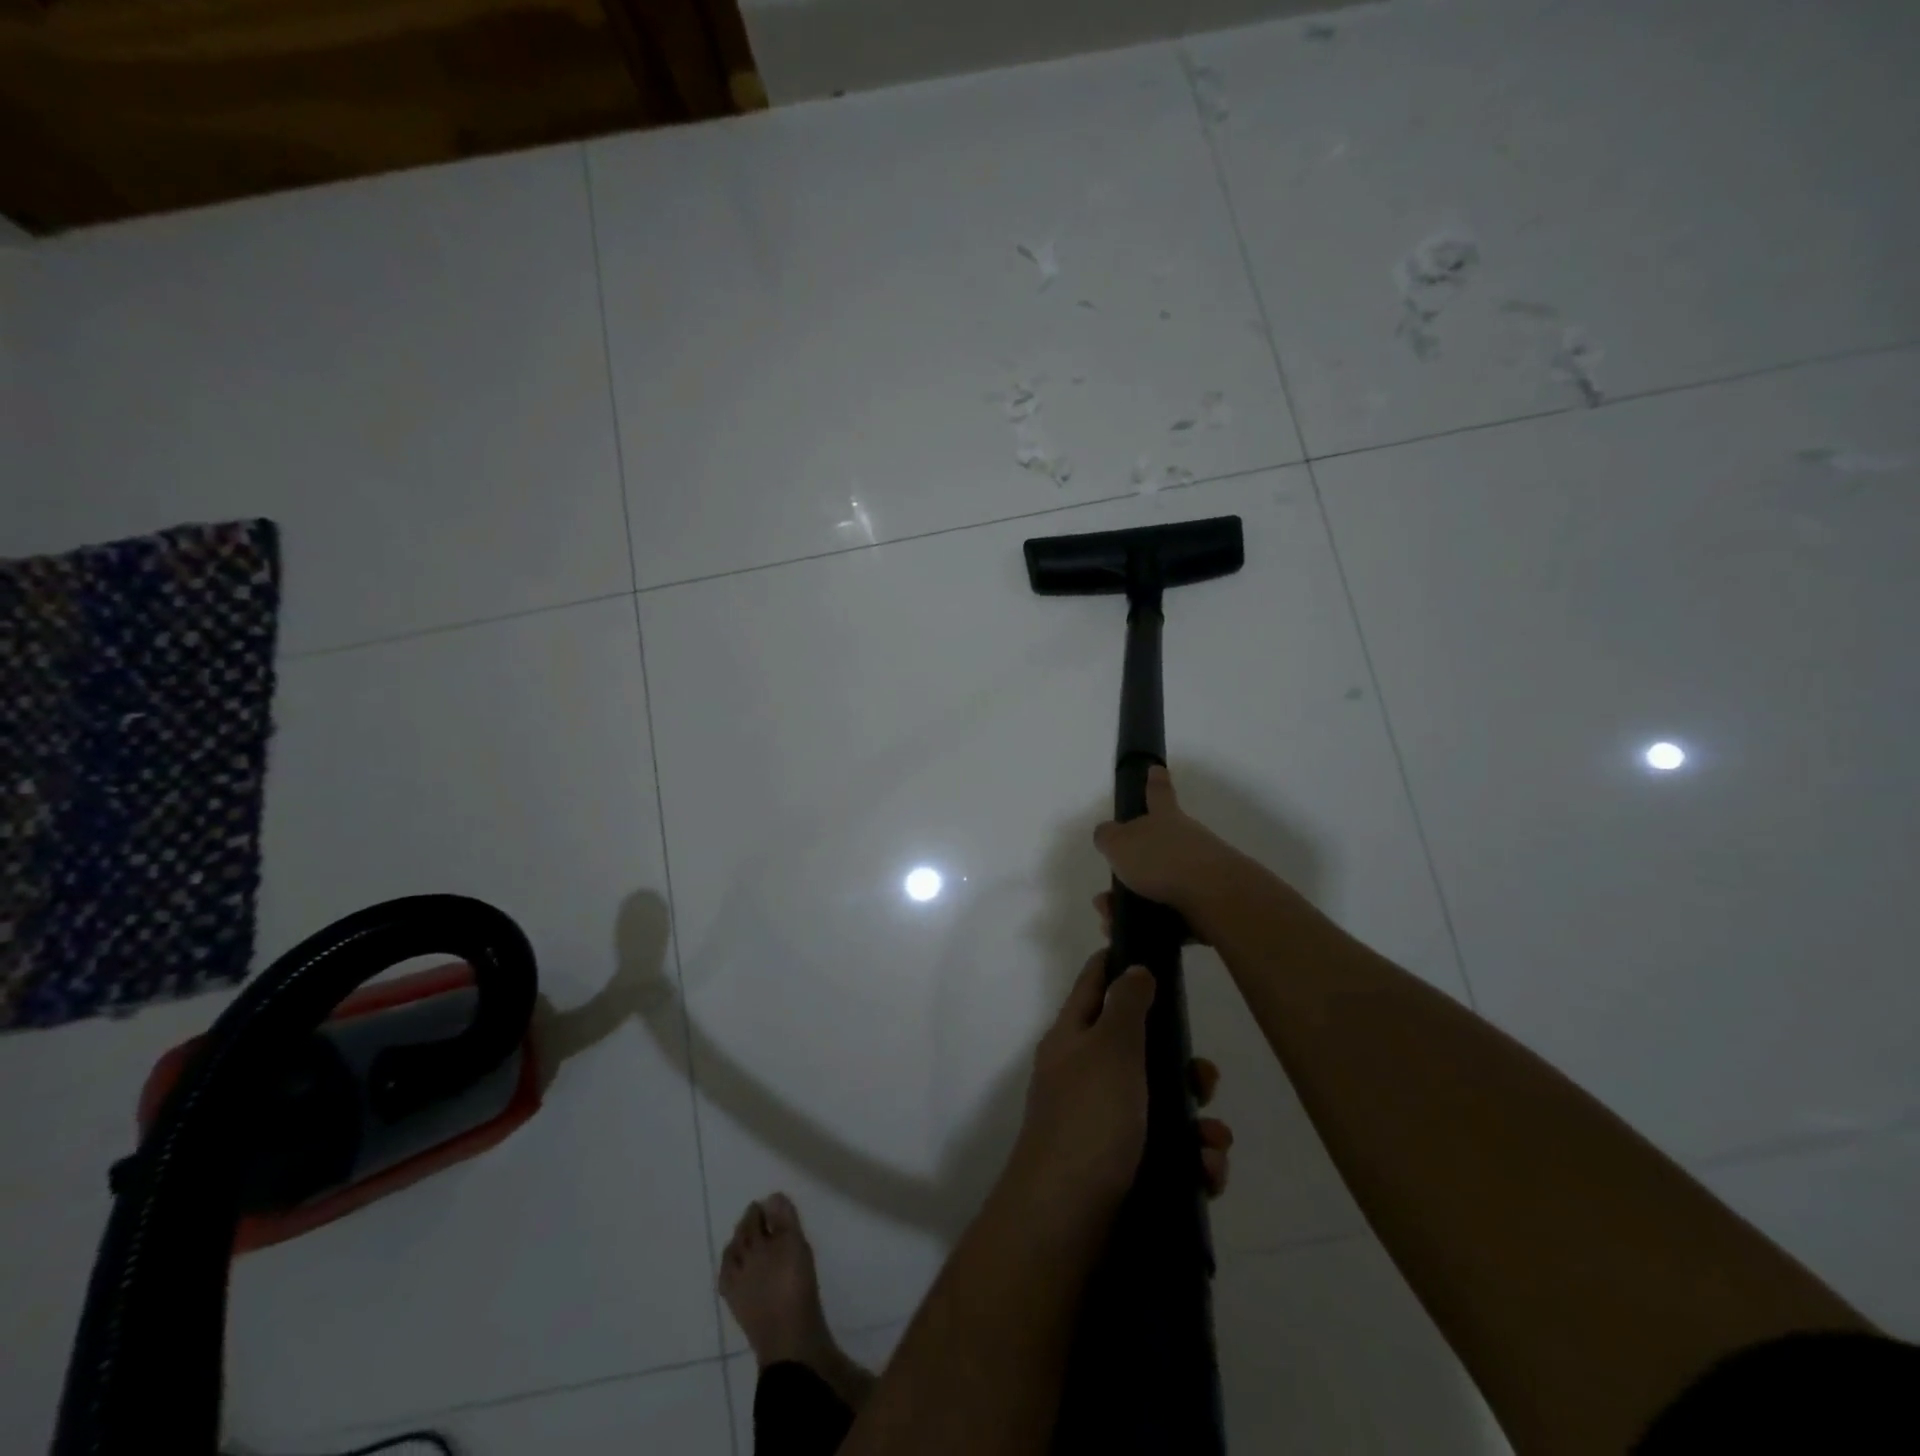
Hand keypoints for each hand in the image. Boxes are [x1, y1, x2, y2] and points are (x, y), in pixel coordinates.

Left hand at [1006, 950, 1234, 1230]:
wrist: (1066, 1222)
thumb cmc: (1089, 1120)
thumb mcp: (1109, 1049)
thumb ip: (1126, 1007)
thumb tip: (1134, 967)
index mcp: (1073, 1038)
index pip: (1095, 983)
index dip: (1120, 962)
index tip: (1156, 950)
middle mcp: (1086, 1075)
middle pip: (1141, 1050)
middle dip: (1182, 1065)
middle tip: (1206, 1079)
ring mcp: (1104, 1124)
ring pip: (1163, 1106)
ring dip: (1197, 1122)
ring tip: (1213, 1143)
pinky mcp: (1124, 1169)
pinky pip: (1168, 1153)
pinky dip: (1192, 1161)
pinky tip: (1207, 1174)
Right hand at [1092, 765, 1252, 939]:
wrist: (1214, 898)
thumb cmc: (1162, 861)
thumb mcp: (1119, 843)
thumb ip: (1108, 836)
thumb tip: (1107, 834)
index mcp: (1164, 819)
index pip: (1158, 793)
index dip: (1154, 782)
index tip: (1156, 768)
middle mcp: (1185, 840)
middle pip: (1154, 849)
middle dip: (1128, 871)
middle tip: (1106, 896)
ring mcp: (1200, 873)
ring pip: (1157, 887)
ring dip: (1129, 904)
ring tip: (1111, 922)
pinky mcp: (1207, 905)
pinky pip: (1169, 914)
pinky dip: (1148, 924)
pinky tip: (1131, 936)